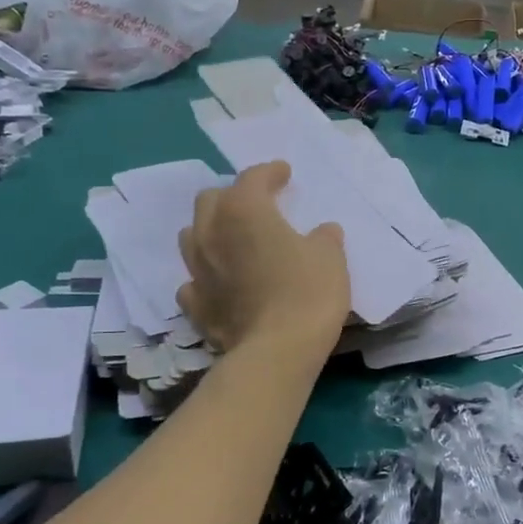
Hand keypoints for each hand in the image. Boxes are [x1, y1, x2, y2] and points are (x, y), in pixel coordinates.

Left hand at [176, 162, 348, 352]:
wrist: (277, 350)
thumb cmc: (307, 292)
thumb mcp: (330, 257)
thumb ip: (324, 238)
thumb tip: (322, 232)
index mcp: (244, 211)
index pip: (252, 178)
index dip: (270, 172)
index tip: (284, 173)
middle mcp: (211, 234)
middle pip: (211, 200)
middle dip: (232, 196)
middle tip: (256, 204)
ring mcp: (198, 271)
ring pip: (192, 236)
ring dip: (211, 230)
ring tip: (232, 238)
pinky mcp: (195, 305)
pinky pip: (194, 280)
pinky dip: (206, 275)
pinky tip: (221, 282)